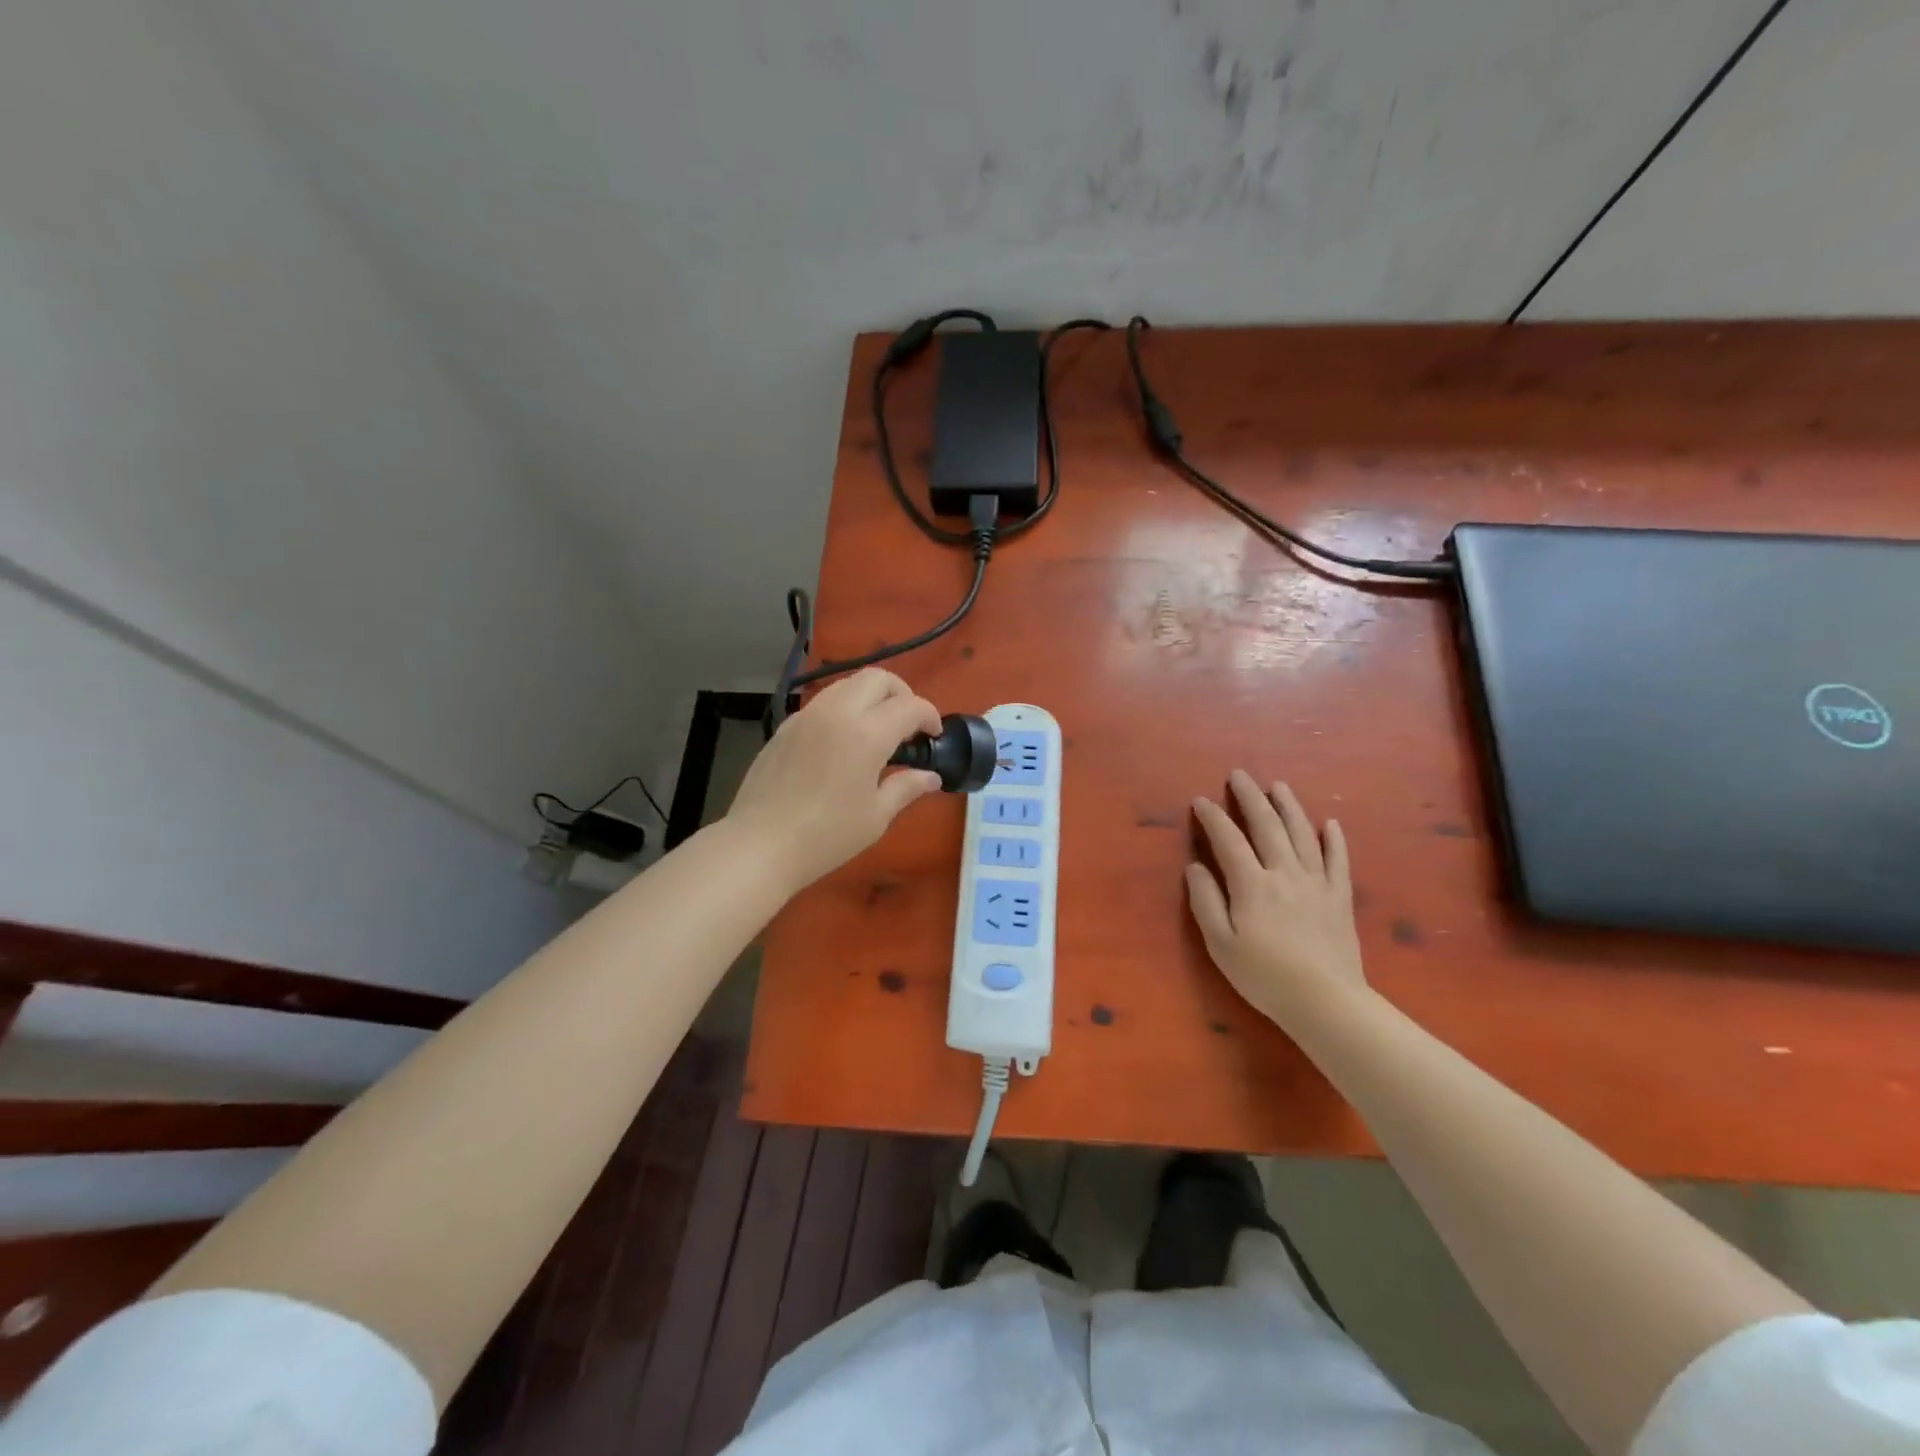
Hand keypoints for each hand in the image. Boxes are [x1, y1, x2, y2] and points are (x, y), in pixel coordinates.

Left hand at [727, 668, 942, 892]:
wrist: (760, 845)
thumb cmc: (826, 836)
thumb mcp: (876, 816)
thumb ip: (906, 788)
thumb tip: (931, 776)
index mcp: (867, 733)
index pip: (909, 706)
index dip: (929, 716)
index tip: (934, 736)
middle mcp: (837, 712)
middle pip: (878, 678)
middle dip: (901, 694)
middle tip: (908, 726)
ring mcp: (807, 716)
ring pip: (847, 684)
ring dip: (870, 697)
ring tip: (877, 731)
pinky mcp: (786, 727)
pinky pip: (823, 703)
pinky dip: (844, 709)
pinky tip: (843, 743)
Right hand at [1186, 770, 1366, 1025]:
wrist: (1325, 1002)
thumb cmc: (1264, 976)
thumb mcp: (1220, 944)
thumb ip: (1205, 901)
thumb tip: (1195, 867)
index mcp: (1251, 884)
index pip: (1228, 840)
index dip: (1213, 818)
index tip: (1201, 800)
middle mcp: (1284, 873)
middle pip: (1267, 826)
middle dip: (1250, 798)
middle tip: (1239, 775)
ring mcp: (1316, 882)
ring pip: (1302, 834)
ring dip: (1288, 807)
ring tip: (1278, 786)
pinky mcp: (1339, 897)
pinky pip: (1338, 860)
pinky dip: (1334, 839)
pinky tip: (1330, 824)